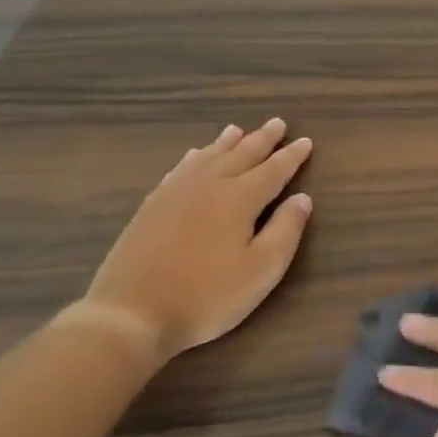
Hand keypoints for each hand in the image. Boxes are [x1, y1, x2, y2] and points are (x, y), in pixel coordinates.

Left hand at [81, 120, 312, 361]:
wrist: (132, 313)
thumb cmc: (208, 296)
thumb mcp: (262, 270)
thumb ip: (286, 230)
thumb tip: (302, 198)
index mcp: (240, 198)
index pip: (273, 170)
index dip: (291, 156)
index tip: (305, 141)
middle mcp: (208, 185)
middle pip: (241, 155)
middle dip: (262, 140)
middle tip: (277, 123)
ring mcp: (175, 193)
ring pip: (208, 157)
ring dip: (227, 143)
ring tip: (237, 130)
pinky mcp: (152, 207)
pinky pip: (180, 169)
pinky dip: (194, 158)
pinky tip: (195, 156)